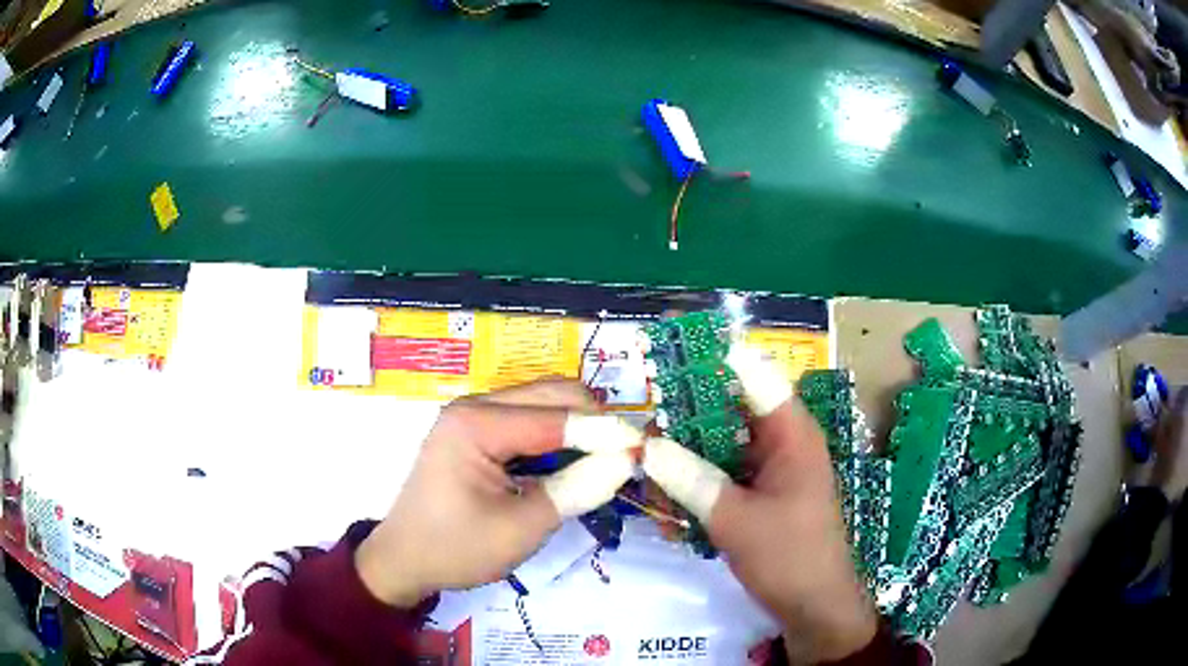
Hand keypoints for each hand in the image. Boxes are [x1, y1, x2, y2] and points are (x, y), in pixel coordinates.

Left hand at [355, 379, 638, 606]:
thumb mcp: (521, 528)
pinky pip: (529, 420)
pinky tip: (571, 465)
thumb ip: (575, 490)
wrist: (404, 559)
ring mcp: (474, 415)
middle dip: (595, 422)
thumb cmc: (455, 548)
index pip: (557, 416)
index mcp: (476, 424)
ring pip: (544, 402)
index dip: (606, 432)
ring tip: (605, 463)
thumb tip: (627, 461)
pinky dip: (557, 437)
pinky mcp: (478, 430)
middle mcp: (475, 405)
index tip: (646, 450)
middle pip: (552, 394)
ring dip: (579, 427)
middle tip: (627, 457)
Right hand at [644, 349, 876, 663]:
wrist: (814, 607)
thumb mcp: (736, 520)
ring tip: (643, 457)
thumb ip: (691, 479)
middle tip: (638, 412)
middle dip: (686, 408)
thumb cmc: (789, 558)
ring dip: (686, 448)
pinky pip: (722, 471)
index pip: (752, 373)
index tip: (664, 349)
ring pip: (721, 441)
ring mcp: (771, 468)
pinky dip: (695, 477)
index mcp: (791, 433)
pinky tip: (665, 495)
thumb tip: (645, 445)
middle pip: (730, 406)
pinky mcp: (760, 493)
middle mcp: (782, 441)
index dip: (712, 356)